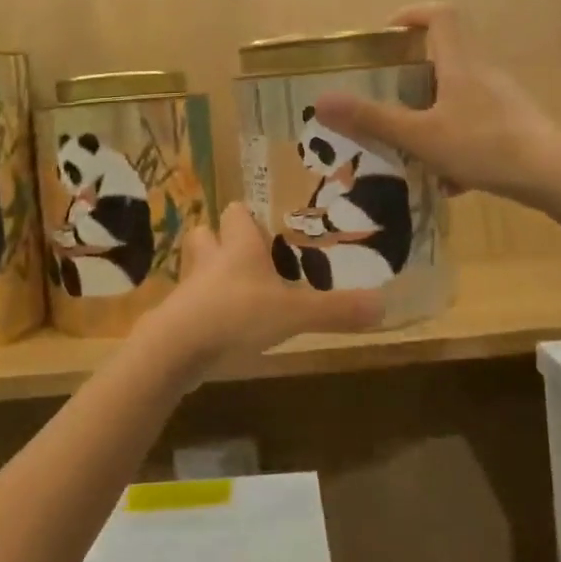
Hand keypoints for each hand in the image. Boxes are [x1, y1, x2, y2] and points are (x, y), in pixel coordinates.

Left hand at [142, 203, 382, 370]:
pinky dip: (201, 312)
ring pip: (195, 270)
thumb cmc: (237, 315)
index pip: (236, 212)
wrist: (176, 349)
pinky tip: (219, 330)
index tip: (268, 232)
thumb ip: (336, 309)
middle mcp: (210, 260)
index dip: (249, 219)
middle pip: (206, 234)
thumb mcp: (294, 313)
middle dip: (222, 243)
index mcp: (238, 246)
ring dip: (210, 278)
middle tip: (249, 261)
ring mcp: (188, 289)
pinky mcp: (175, 318)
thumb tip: (384, 304)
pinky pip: (188, 306)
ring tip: (235, 295)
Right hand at [312, 3, 560, 206]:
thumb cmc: (483, 145)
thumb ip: (372, 120)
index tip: (388, 34)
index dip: (413, 15)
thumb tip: (322, 101)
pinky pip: (476, 127)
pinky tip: (448, 181)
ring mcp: (502, 101)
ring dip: (434, 115)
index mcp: (460, 64)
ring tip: (411, 145)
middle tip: (388, 98)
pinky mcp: (515, 127)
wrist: (553, 174)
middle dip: (414, 76)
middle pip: (447, 58)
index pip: (441, 16)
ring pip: (460, 97)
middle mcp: (483, 74)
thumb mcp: (420, 135)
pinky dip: (456, 145)